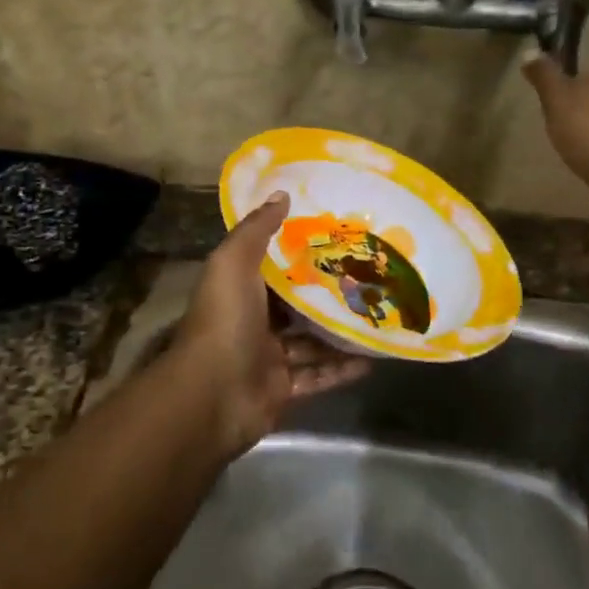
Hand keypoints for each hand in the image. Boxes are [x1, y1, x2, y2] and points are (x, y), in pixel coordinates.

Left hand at [171, 191, 368, 454]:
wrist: (211, 395)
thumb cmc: (224, 321)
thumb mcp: (234, 263)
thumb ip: (256, 230)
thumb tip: (281, 193)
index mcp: (239, 290)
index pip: (272, 266)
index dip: (299, 252)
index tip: (335, 236)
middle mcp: (252, 321)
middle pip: (295, 305)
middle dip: (326, 293)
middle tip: (367, 276)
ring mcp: (268, 357)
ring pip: (310, 342)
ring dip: (339, 332)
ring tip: (377, 314)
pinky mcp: (283, 389)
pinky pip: (318, 376)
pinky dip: (342, 369)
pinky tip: (373, 358)